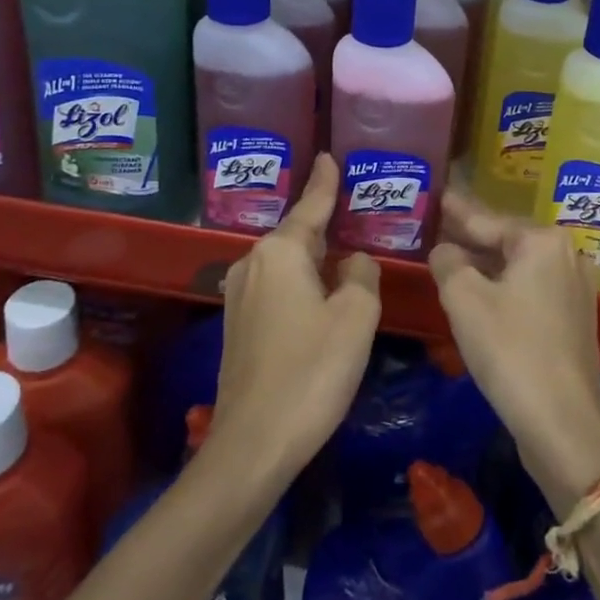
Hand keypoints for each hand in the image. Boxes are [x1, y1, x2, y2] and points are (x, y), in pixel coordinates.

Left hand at [209, 153, 380, 485]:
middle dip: (325, 223)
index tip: (329, 156)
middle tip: (354, 209)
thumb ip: (362, 276)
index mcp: (280, 251)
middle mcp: (252, 263)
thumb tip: (354, 263)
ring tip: (344, 251)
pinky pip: (276, 286)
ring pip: (286, 263)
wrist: (253, 443)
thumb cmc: (311, 371)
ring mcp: (239, 295)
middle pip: (298, 234)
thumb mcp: (355, 318)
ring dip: (314, 257)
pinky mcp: (237, 325)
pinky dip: (300, 282)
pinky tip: (320, 293)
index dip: (325, 182)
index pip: (311, 205)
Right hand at [429, 192, 599, 513]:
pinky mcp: (575, 318)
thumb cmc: (511, 351)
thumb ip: (448, 262)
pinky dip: (504, 286)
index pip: (487, 219)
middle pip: (506, 240)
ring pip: (519, 266)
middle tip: (437, 224)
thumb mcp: (465, 300)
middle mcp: (566, 255)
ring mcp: (576, 288)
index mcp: (543, 241)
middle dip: (471, 236)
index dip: (457, 210)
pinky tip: (480, 293)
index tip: (438, 194)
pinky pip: (531, 288)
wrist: (563, 425)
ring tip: (451, 256)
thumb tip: (445, 250)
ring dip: (485, 264)